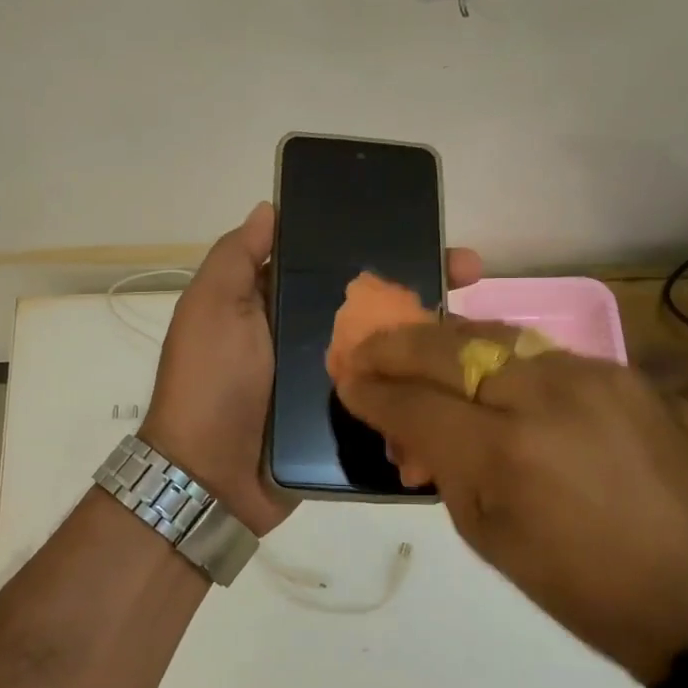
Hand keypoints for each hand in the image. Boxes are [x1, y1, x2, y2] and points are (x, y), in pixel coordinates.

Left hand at [141, 202, 481, 535]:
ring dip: (432, 330)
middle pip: (375, 302)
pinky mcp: (352, 419)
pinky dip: (424, 381)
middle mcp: (313, 336)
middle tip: (470, 271)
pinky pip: (393, 392)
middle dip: (422, 280)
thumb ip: (236, 258)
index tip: (422, 226)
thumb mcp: (210, 309)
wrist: (211, 479)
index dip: (378, 242)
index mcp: (282, 304)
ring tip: (477, 319)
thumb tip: (270, 207)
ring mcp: (336, 379)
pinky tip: (463, 368)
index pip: (338, 264)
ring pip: (392, 346)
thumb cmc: (209, 383)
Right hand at [334, 319, 687, 684]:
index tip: (346, 382)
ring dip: (443, 342)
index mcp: (504, 454)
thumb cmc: (575, 583)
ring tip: (413, 349)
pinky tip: (484, 375)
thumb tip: (407, 421)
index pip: (415, 404)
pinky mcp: (619, 370)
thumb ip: (440, 464)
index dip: (372, 392)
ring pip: (492, 335)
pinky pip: (539, 353)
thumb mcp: (485, 534)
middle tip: (363, 349)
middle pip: (447, 347)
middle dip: (395, 346)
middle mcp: (543, 397)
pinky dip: (498, 359)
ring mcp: (587, 374)